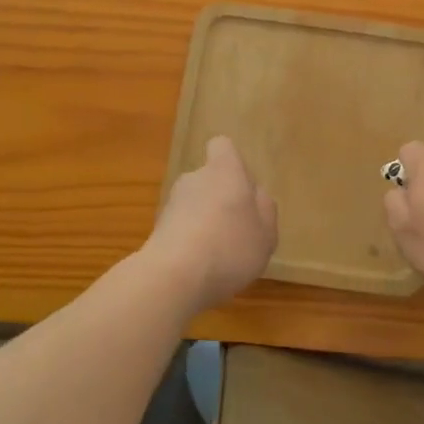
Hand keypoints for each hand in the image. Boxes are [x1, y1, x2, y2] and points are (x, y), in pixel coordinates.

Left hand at [147, 136, 278, 312]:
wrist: (173, 277)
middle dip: (221, 198)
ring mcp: (171, 204)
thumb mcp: (266, 232)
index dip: (231, 163)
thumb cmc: (230, 246)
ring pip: (194, 204)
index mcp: (225, 171)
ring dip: (204, 221)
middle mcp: (194, 179)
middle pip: (209, 179)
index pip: (222, 146)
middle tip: (237, 229)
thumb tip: (255, 195)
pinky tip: (199, 267)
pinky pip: (180, 228)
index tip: (242, 187)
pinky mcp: (156, 230)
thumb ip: (265, 209)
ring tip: (219, 254)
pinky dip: (189, 241)